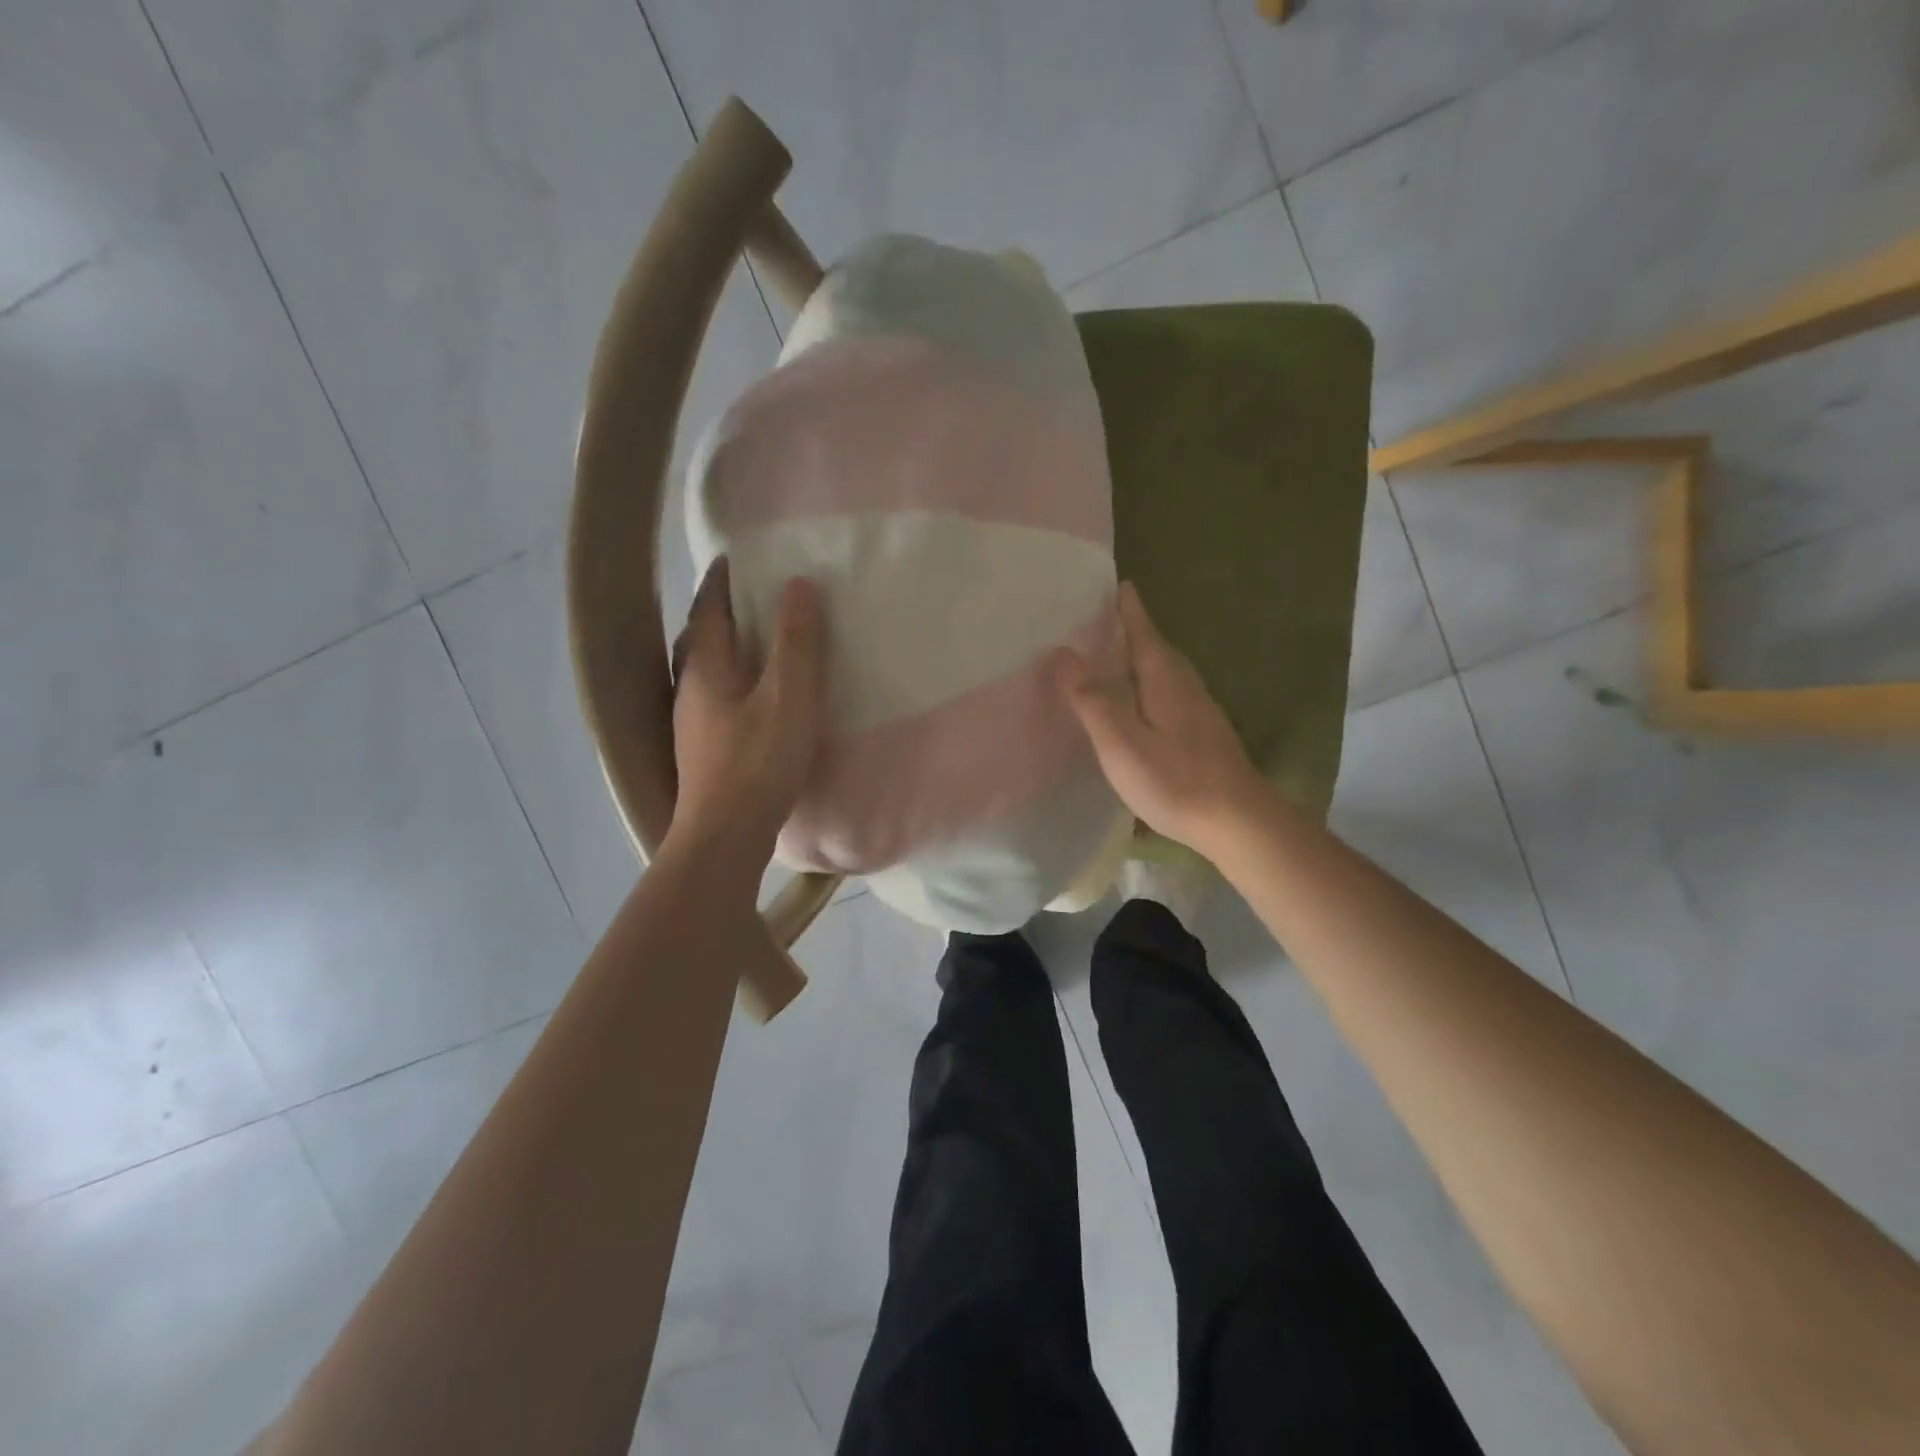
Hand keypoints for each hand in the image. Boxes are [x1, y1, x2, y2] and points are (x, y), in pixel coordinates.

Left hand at [667, 559, 825, 871]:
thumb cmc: (759, 763)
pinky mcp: (703, 749)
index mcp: (706, 667)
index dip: (722, 580)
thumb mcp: (789, 697)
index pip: (708, 608)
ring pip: (703, 669)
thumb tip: (798, 584)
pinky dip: (730, 679)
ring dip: (724, 646)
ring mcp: (692, 722)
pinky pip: (713, 696)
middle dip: (720, 610)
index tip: (736, 556)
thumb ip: (796, 642)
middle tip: (750, 594)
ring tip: (754, 639)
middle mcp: (689, 688)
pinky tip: (751, 696)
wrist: (725, 836)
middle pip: (699, 636)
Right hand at [1055, 581, 1264, 852]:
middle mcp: (1185, 685)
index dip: (1128, 608)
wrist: (1238, 822)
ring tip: (1113, 657)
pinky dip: (1148, 685)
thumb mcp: (1121, 741)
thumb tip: (1062, 652)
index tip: (1118, 582)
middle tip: (1102, 618)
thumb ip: (1091, 698)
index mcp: (1164, 678)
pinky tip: (1138, 703)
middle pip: (1156, 647)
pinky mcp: (1203, 734)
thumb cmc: (1175, 779)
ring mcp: (1199, 710)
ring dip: (1140, 658)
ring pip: (1164, 672)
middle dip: (1132, 629)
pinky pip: (1169, 694)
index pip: (1143, 630)